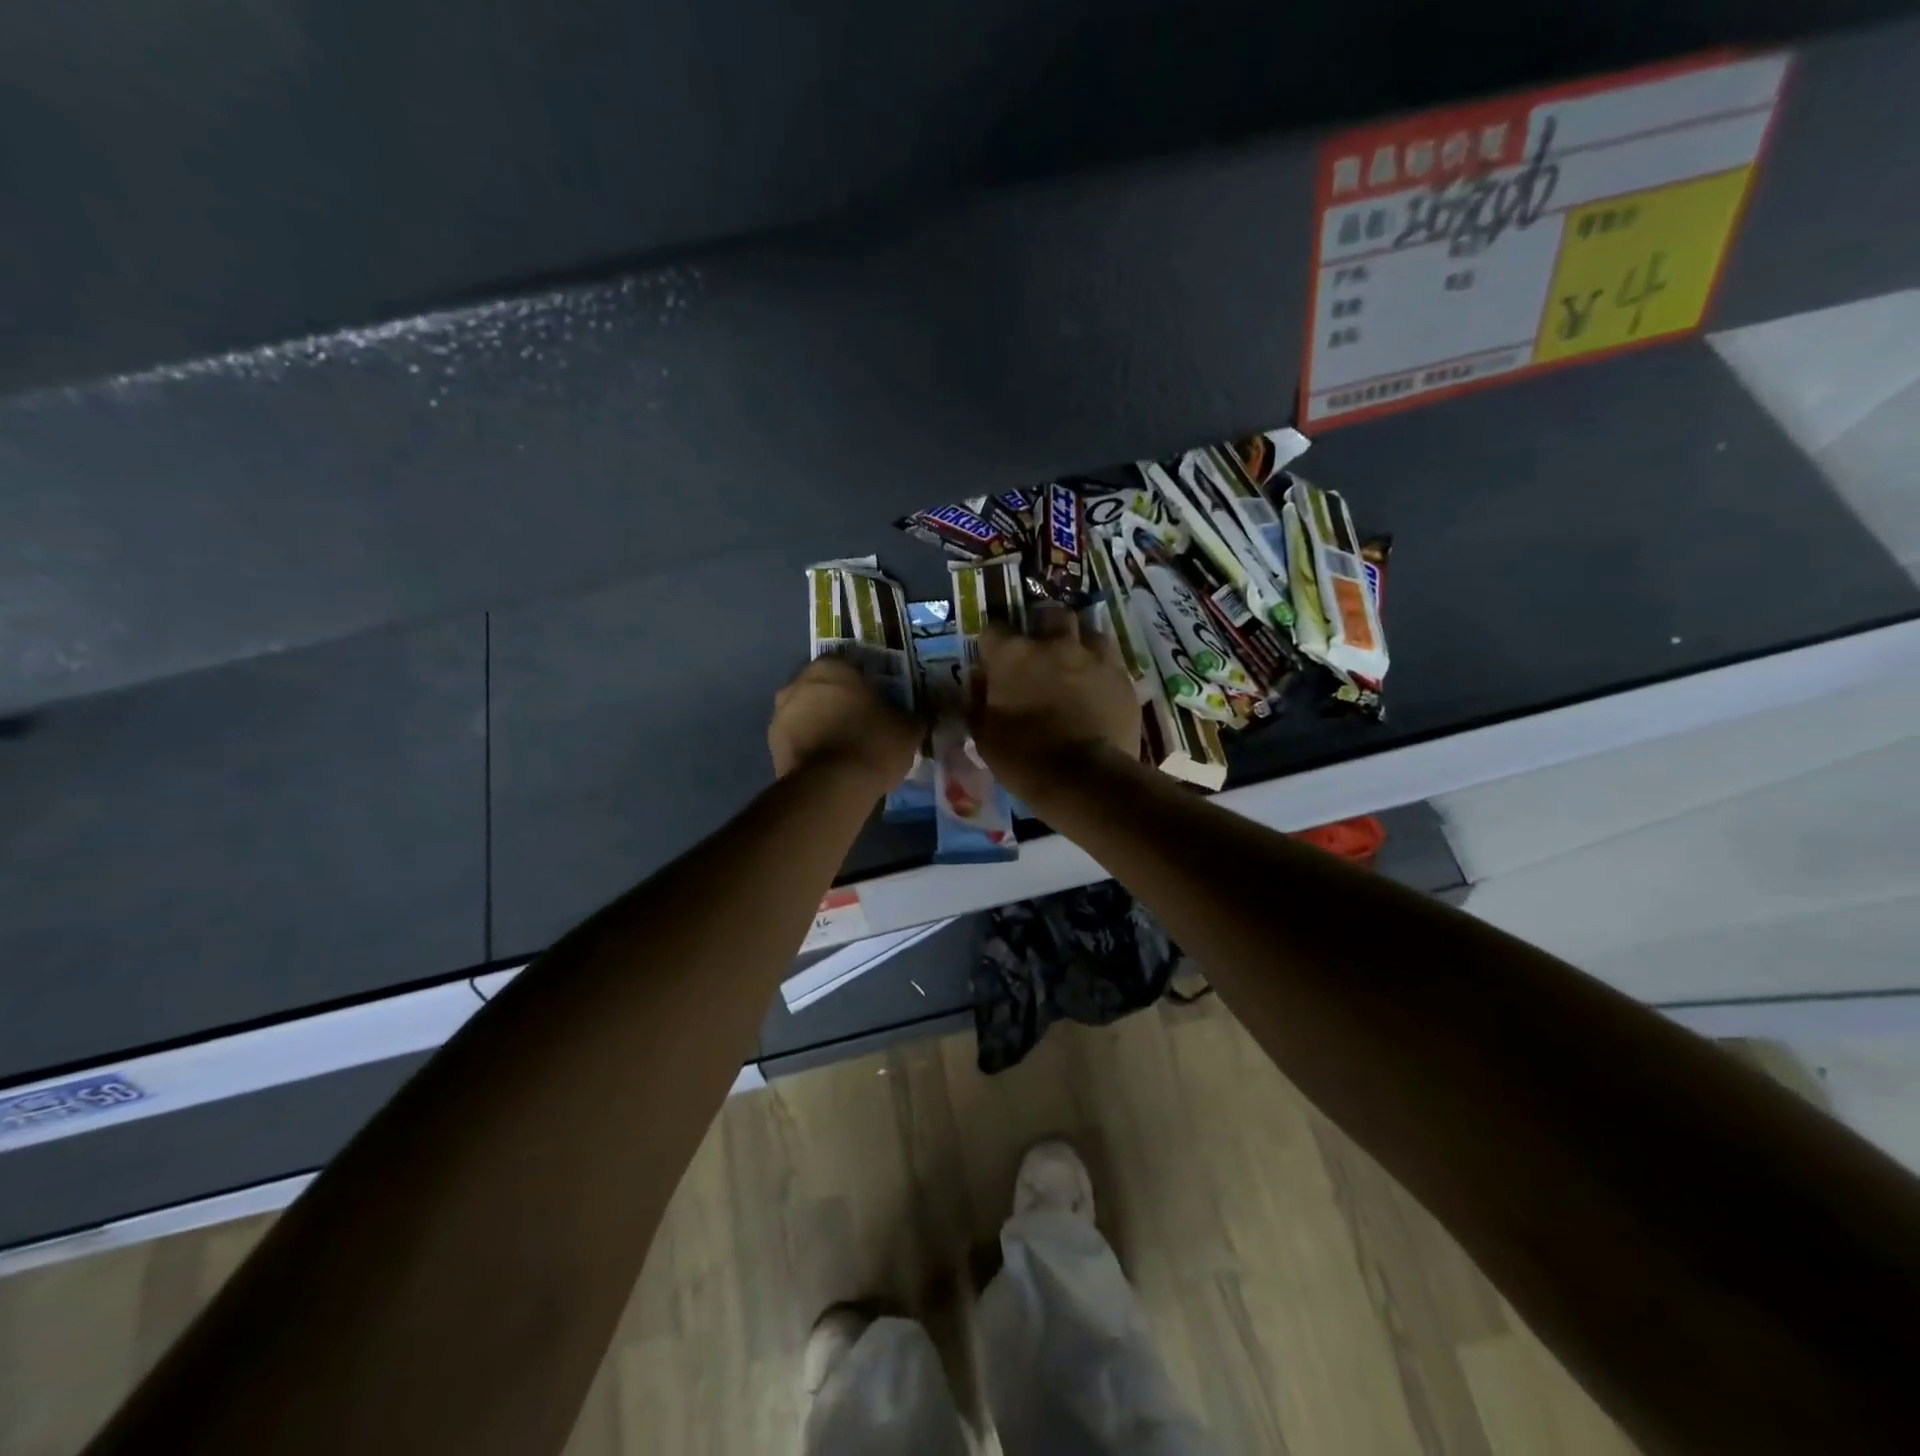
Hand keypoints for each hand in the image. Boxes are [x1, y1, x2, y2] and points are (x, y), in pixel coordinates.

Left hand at [768, 657, 920, 791]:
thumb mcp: (908, 728)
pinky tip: (830, 764)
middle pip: (823, 688)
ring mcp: (780, 715)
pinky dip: (811, 747)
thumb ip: (911, 716)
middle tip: (861, 722)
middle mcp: (798, 683)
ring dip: (821, 724)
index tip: (877, 699)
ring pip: (806, 713)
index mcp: (832, 667)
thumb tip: (917, 716)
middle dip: (838, 702)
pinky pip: (798, 740)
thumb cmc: (873, 743)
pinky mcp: (772, 746)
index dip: (864, 682)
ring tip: (844, 747)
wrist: (832, 786)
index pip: (849, 664)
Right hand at [971, 604, 1140, 803]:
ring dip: (1077, 640)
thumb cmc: (1023, 759)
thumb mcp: (984, 736)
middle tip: (1039, 649)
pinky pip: (1109, 657)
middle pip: (1047, 615)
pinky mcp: (1121, 675)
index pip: (993, 629)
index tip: (993, 660)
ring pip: (1086, 629)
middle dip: (1041, 626)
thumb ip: (979, 701)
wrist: (1084, 778)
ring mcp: (1092, 656)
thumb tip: (980, 682)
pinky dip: (1100, 665)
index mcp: (1012, 656)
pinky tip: (1097, 682)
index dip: (993, 644)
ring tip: (1074, 660)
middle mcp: (1053, 644)